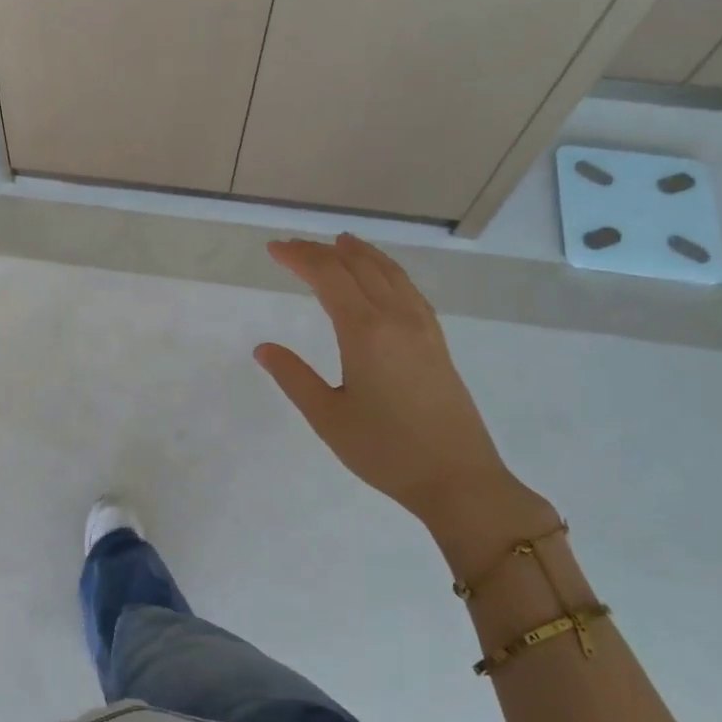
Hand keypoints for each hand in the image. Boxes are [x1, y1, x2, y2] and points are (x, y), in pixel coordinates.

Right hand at [255, 234, 550, 550]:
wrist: (457, 478)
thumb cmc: (385, 451)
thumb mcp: (327, 417)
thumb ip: (293, 377)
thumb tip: (264, 348)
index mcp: (365, 332)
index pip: (328, 277)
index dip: (300, 258)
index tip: (274, 249)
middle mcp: (397, 318)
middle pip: (358, 267)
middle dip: (323, 251)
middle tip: (294, 247)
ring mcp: (422, 328)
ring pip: (390, 273)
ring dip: (361, 254)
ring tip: (339, 243)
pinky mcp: (437, 342)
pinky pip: (408, 289)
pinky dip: (387, 271)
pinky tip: (382, 279)